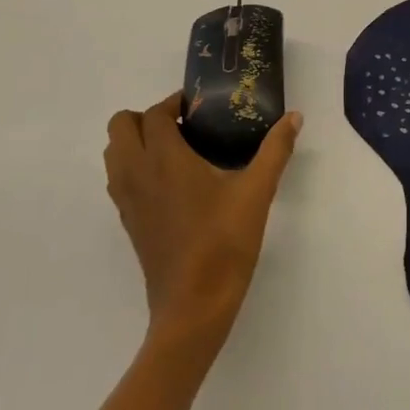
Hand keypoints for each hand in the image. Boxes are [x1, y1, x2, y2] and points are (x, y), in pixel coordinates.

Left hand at [104, 94, 302, 347]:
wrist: (194, 306)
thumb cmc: (225, 242)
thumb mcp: (258, 192)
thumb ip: (275, 150)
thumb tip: (295, 117)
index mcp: (164, 159)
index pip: (154, 114)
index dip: (174, 103)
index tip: (200, 107)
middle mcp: (137, 173)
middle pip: (121, 126)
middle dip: (148, 117)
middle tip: (186, 127)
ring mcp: (127, 200)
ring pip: (114, 153)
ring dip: (137, 141)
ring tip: (177, 151)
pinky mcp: (128, 222)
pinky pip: (119, 180)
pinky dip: (135, 167)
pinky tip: (172, 183)